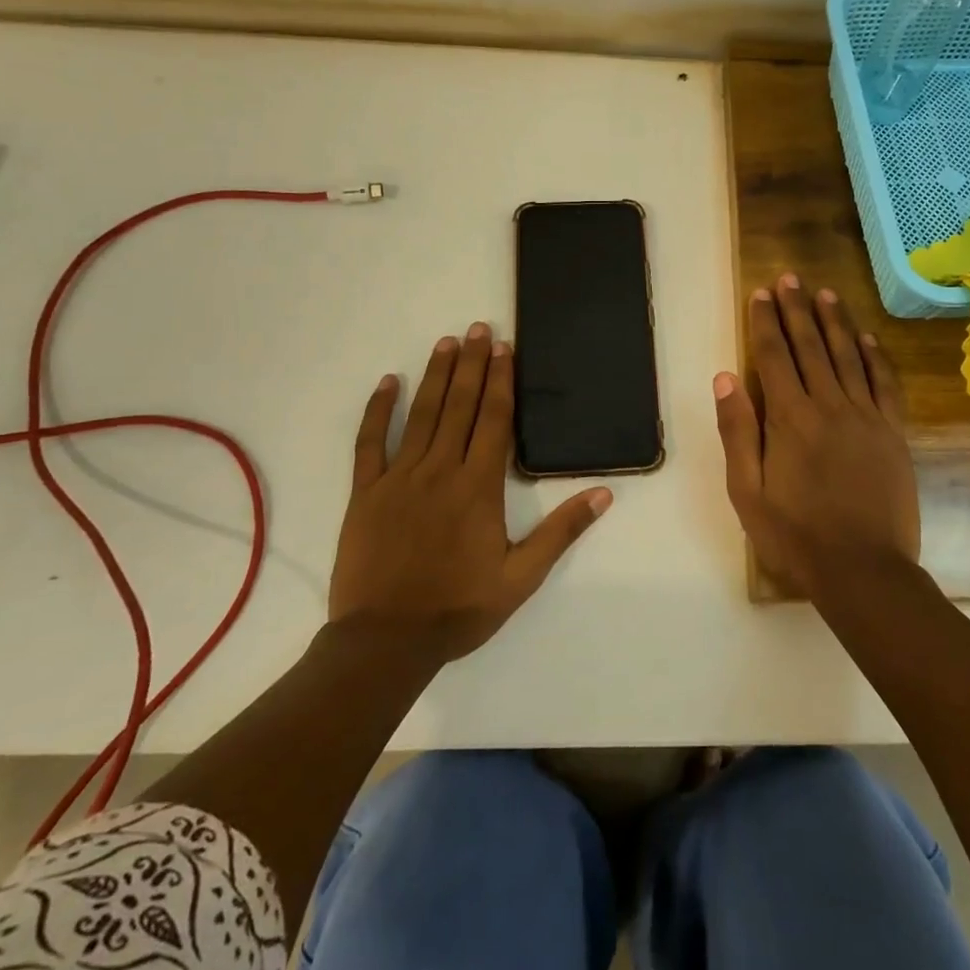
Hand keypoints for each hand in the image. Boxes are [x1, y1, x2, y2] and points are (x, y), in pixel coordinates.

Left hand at [330, 322, 612, 663]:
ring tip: (447, 342)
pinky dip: (379, 411)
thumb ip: (562, 532)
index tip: (505, 348)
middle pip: (461, 407)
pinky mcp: (366, 493)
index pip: (494, 421)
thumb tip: (603, 493)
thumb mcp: (522, 578)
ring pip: (422, 415)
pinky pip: (370, 443)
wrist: (386, 642)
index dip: (501, 381)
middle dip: (473, 364)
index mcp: (479, 488)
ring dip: (436, 375)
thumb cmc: (459, 609)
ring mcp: (399, 478)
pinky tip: (389, 383)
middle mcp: (441, 471)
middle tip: (479, 328)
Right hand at [713, 275, 918, 596]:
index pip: (773, 357)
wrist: (863, 570)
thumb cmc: (796, 535)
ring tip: (824, 294)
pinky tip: (867, 338)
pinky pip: (884, 384)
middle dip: (797, 310)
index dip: (765, 322)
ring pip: (848, 356)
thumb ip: (737, 431)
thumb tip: (726, 377)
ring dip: (835, 322)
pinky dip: (875, 357)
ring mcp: (866, 417)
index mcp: (789, 419)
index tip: (761, 293)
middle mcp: (829, 406)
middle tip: (790, 278)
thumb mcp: (747, 491)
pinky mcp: (893, 433)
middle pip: (810, 346)